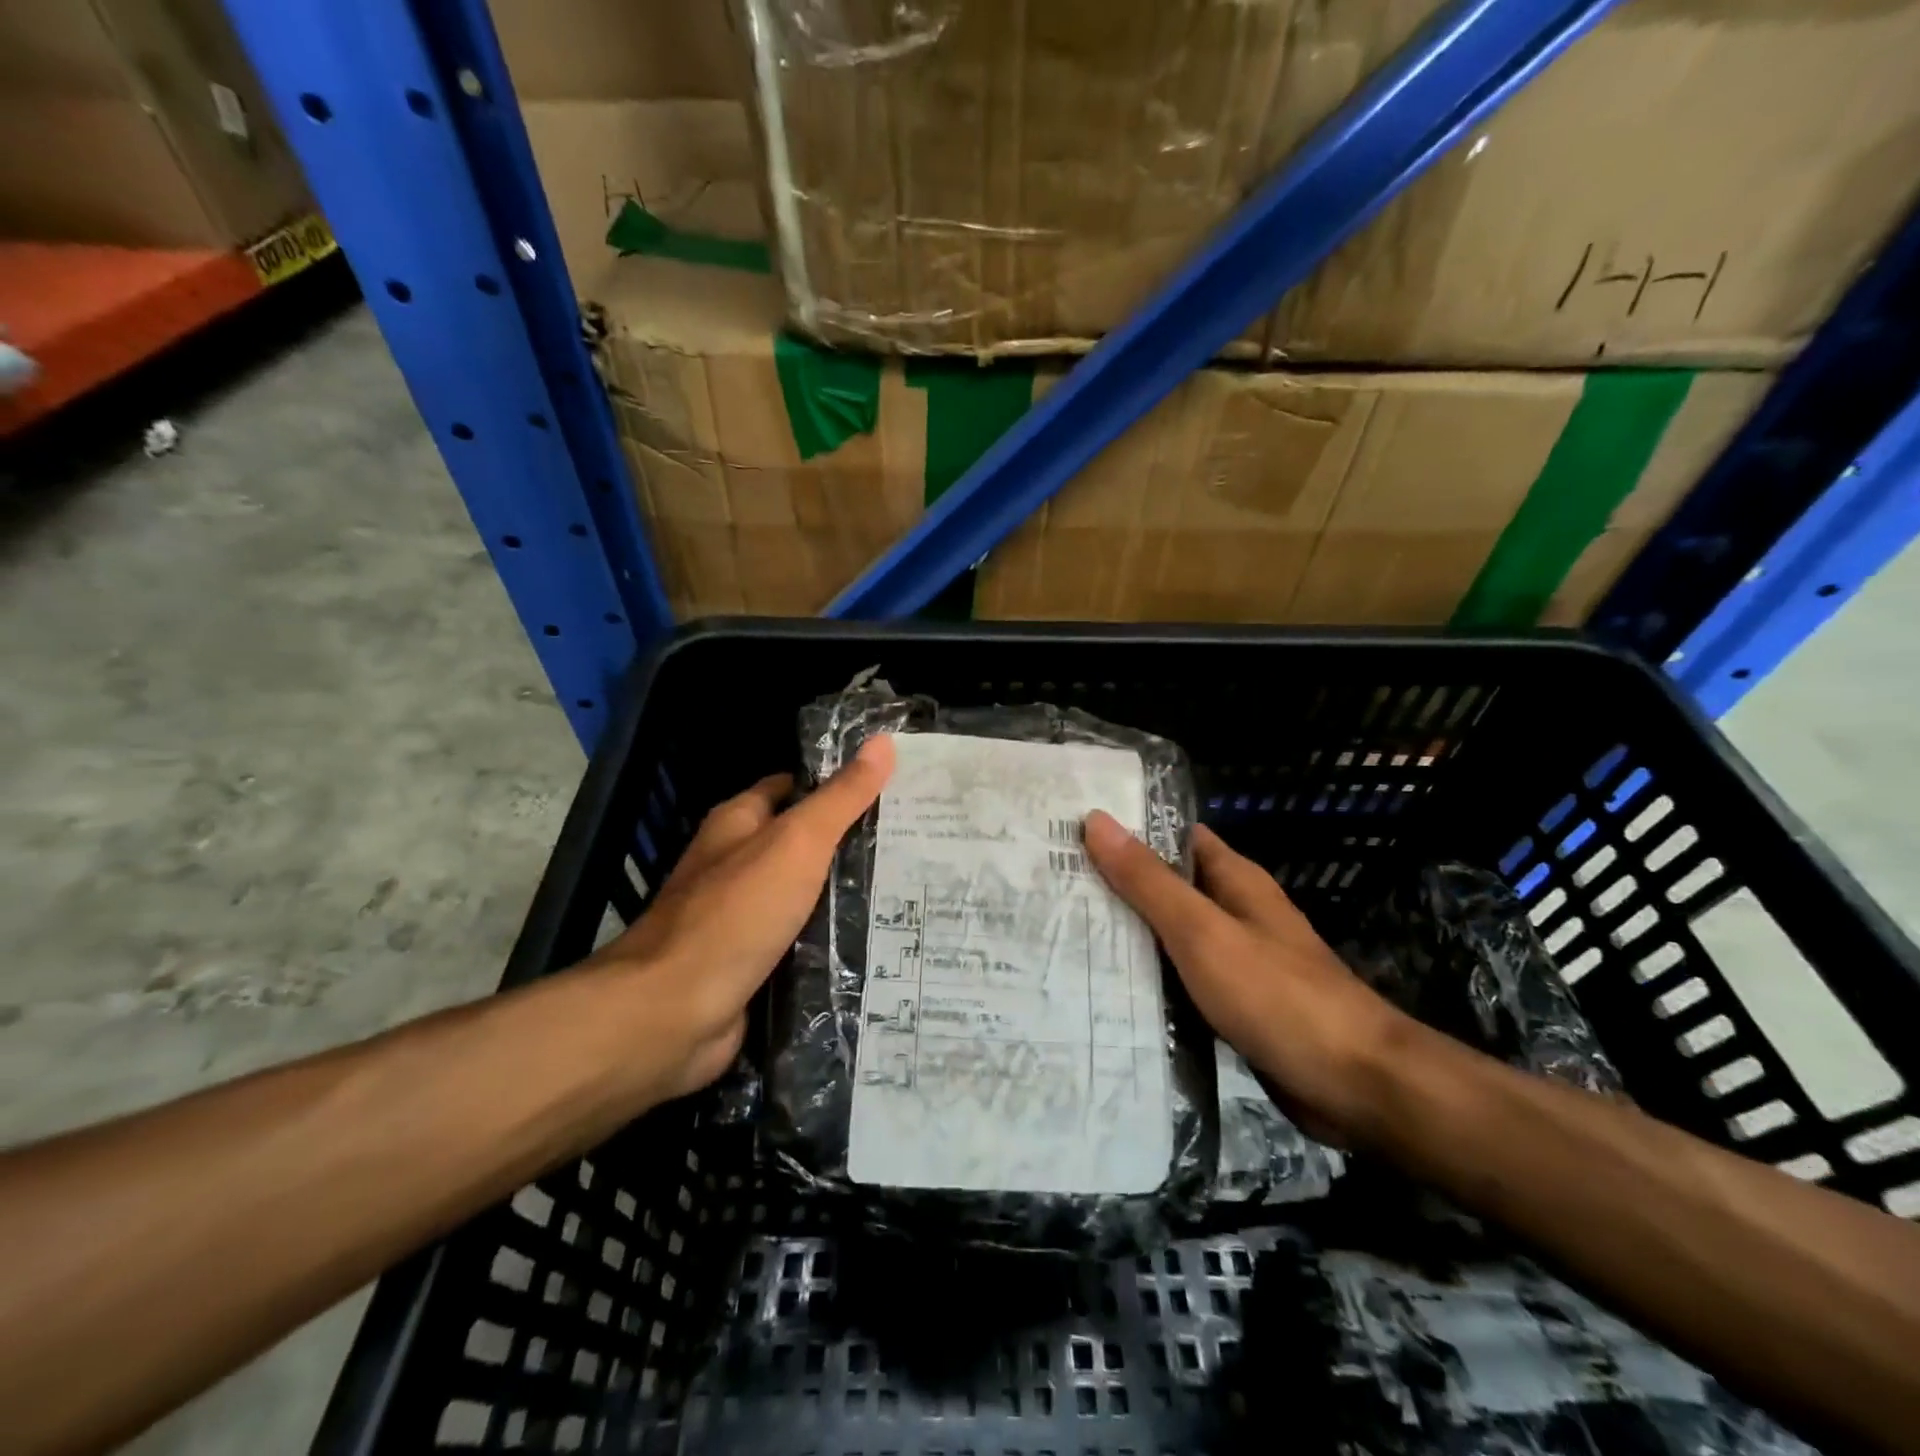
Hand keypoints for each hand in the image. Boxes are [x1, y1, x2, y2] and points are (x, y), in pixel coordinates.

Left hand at [590, 736, 894, 1104]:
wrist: (674, 1013)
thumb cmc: (735, 913)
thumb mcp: (797, 843)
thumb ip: (840, 797)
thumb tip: (883, 742)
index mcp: (738, 823)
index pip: (793, 787)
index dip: (838, 783)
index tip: (892, 789)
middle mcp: (735, 864)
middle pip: (802, 842)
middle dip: (851, 842)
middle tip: (912, 843)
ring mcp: (742, 916)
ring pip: (804, 894)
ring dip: (845, 894)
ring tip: (909, 888)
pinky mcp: (751, 963)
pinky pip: (801, 940)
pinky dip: (831, 939)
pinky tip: (877, 940)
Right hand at [1083, 811, 1410, 1143]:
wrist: (1356, 1086)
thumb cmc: (1276, 995)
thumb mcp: (1202, 930)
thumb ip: (1148, 880)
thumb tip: (1097, 820)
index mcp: (1234, 880)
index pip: (1173, 837)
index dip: (1127, 831)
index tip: (1071, 833)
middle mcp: (1235, 913)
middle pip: (1168, 888)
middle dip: (1117, 887)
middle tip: (1053, 887)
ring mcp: (1236, 961)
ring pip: (1171, 937)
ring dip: (1129, 936)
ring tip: (1064, 934)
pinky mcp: (1235, 1005)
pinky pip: (1181, 980)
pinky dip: (1149, 979)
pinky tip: (1107, 989)